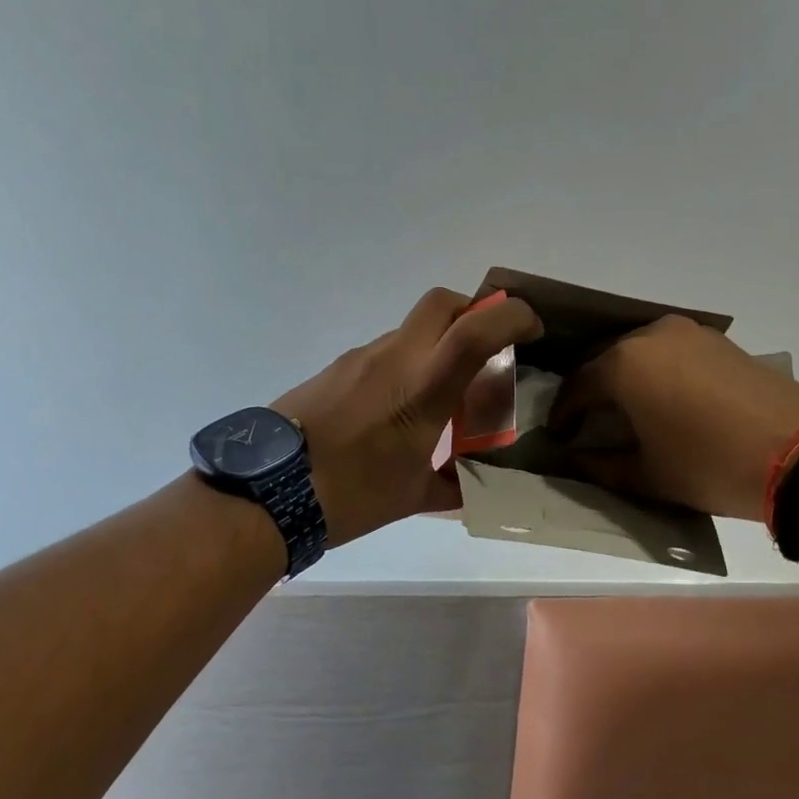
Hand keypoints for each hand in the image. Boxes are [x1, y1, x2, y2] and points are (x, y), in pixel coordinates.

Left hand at [273, 287, 541, 545]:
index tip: (532, 329)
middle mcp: (394, 359)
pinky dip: (404, 366)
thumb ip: (453, 485)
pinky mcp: (335, 367)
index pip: (476, 329)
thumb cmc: (349, 495)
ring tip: (437, 397)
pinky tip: (394, 411)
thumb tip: (472, 486)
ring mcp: (360, 358)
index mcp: (422, 388)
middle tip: (485, 350)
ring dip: (436, 347)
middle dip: (473, 313)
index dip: (513, 316)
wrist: (265, 492)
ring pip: (411, 330)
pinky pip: (384, 353)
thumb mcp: (412, 496)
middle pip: (441, 302)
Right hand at [548, 314, 798, 521]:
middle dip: (590, 389)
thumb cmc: (709, 466)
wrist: (797, 453)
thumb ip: (600, 464)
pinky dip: (655, 369)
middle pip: (604, 359)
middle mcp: (650, 335)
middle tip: (585, 420)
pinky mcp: (716, 339)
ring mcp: (687, 332)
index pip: (577, 385)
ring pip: (638, 350)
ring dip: (623, 376)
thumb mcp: (647, 475)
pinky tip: (662, 396)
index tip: (558, 435)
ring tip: (622, 408)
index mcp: (624, 364)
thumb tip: (574, 457)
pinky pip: (669, 350)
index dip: (563, 412)